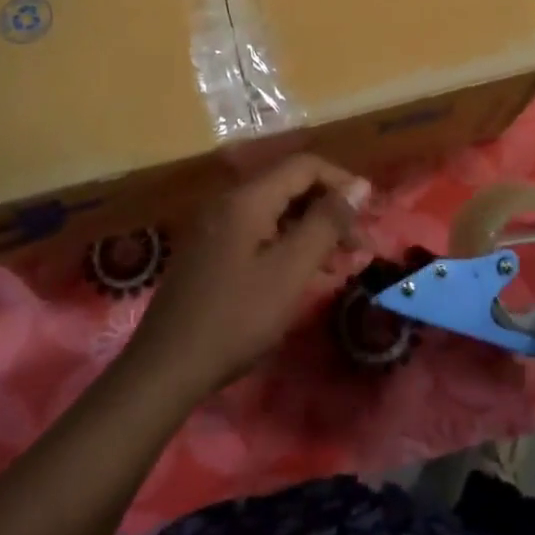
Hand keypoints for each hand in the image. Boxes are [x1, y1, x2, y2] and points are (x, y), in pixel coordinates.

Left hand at [128, 155, 369, 401]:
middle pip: (289, 185)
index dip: (341, 182)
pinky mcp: (209, 250)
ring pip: (275, 210)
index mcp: (247, 199)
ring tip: (339, 263)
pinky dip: (286, 243)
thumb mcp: (290, 271)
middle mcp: (228, 201)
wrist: (166, 367)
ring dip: (310, 228)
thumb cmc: (236, 318)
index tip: (368, 214)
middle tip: (358, 245)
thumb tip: (360, 185)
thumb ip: (326, 223)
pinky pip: (257, 230)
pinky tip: (303, 273)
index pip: (304, 166)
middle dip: (328, 208)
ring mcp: (214, 225)